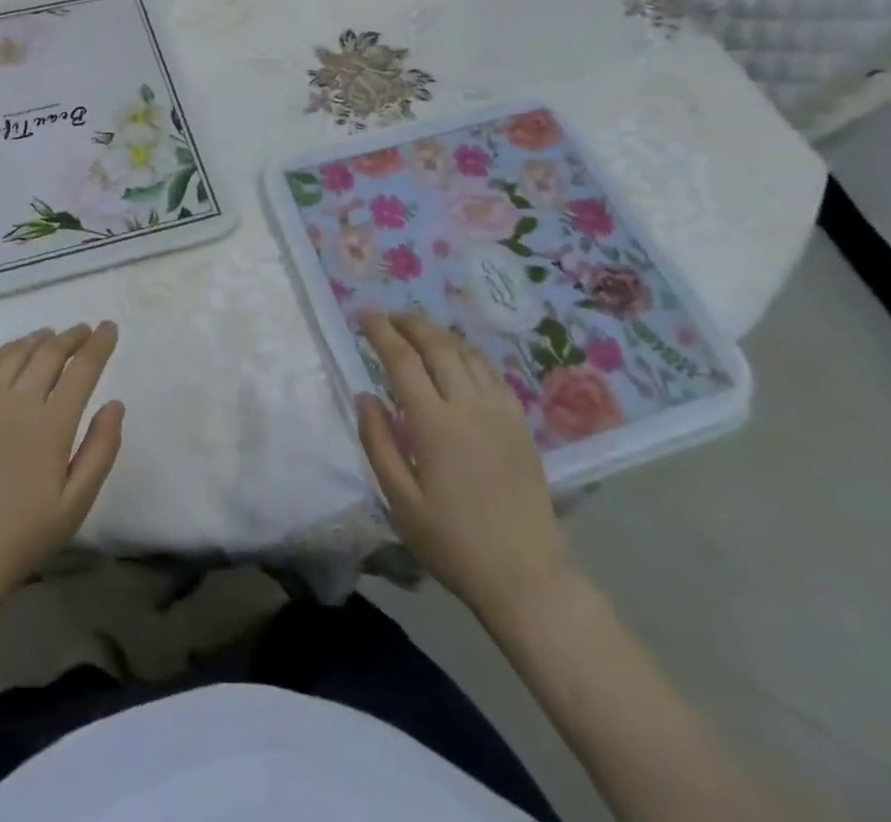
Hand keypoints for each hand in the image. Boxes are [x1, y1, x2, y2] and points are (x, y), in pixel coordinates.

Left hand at [0, 322, 124, 622]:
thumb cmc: (23, 533)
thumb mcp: (76, 502)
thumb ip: (101, 449)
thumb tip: (115, 404)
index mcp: (52, 423)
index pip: (82, 368)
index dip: (99, 344)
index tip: (110, 328)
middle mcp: (18, 400)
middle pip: (50, 352)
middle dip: (73, 337)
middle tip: (86, 330)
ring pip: (17, 352)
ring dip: (40, 338)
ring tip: (53, 335)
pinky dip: (7, 350)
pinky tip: (14, 351)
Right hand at [355, 311, 574, 635]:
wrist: (526, 576)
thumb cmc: (453, 543)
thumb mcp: (401, 501)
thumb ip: (378, 442)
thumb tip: (364, 396)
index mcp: (435, 424)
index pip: (403, 360)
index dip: (381, 332)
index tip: (363, 315)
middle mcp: (469, 406)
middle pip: (438, 345)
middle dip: (410, 323)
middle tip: (388, 317)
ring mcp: (499, 411)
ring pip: (466, 353)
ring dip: (439, 334)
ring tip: (418, 331)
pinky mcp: (519, 423)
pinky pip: (490, 372)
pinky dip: (467, 353)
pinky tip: (457, 358)